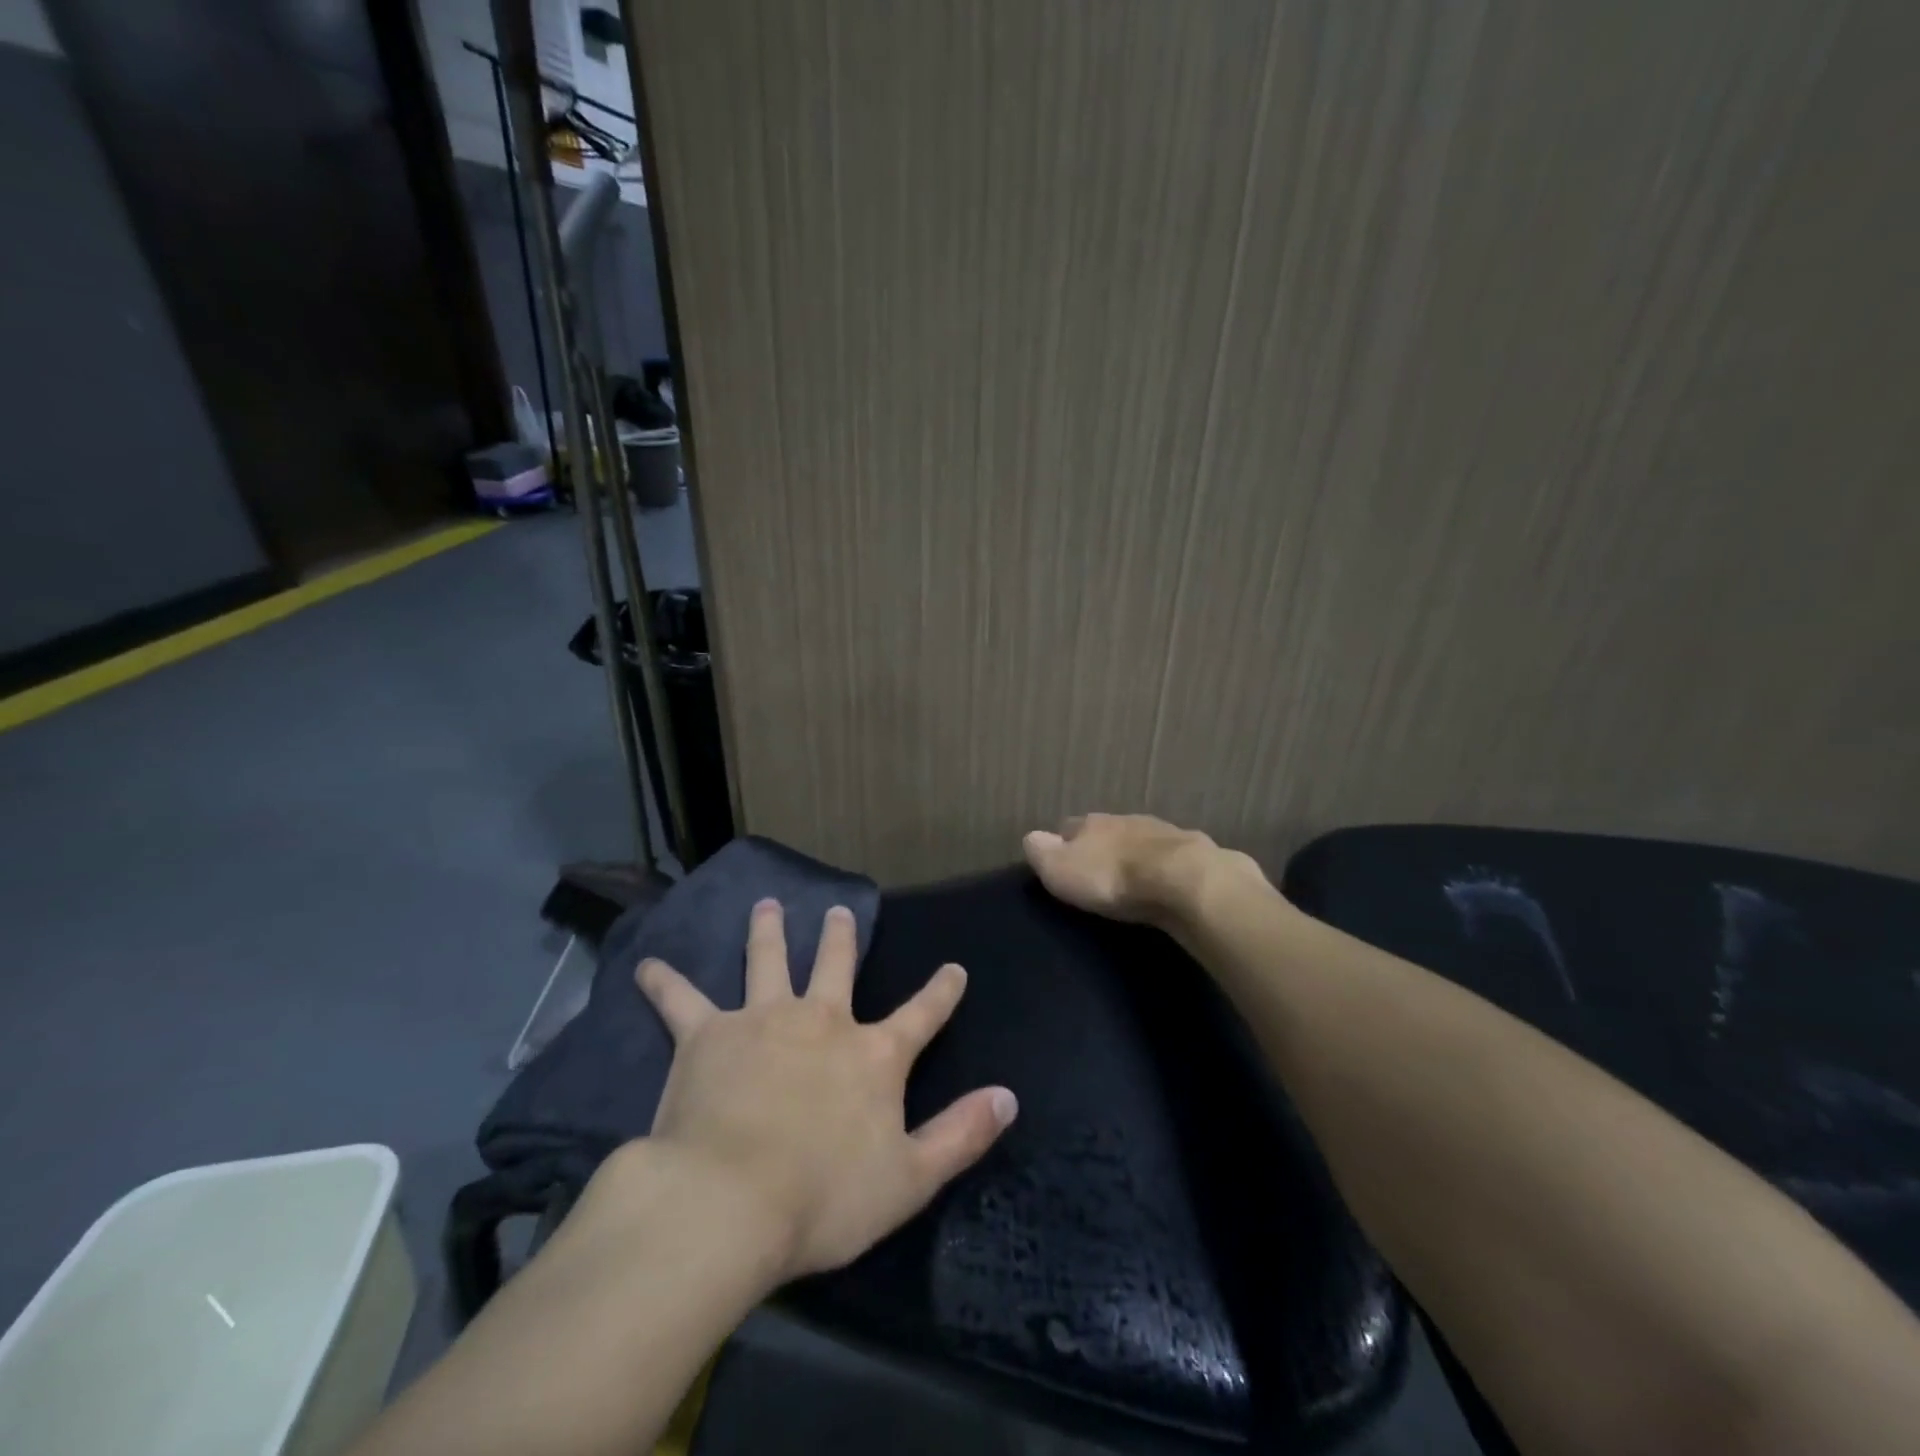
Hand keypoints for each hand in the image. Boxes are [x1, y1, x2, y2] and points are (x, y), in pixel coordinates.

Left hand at [632, 899, 1017, 1281]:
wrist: (729, 1202)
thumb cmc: (824, 1198)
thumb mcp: (910, 1178)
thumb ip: (961, 1135)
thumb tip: (1009, 1097)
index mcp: (871, 1055)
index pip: (920, 1015)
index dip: (941, 992)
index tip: (954, 968)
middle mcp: (821, 1022)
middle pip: (836, 968)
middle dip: (841, 938)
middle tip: (839, 911)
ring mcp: (763, 1020)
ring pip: (768, 962)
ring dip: (768, 932)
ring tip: (766, 906)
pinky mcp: (708, 1034)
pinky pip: (682, 1001)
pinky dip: (665, 983)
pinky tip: (646, 965)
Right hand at [1023, 813, 1241, 922]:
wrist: (1183, 881)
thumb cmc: (1113, 877)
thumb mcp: (1062, 870)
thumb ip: (1043, 853)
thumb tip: (1031, 838)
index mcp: (1092, 823)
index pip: (1069, 827)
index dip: (1063, 843)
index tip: (1060, 862)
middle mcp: (1126, 820)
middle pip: (1107, 832)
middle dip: (1102, 848)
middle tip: (1097, 874)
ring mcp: (1163, 833)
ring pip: (1140, 842)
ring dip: (1135, 856)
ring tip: (1132, 881)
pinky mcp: (1194, 853)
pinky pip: (1170, 859)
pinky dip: (1164, 869)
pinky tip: (1165, 885)